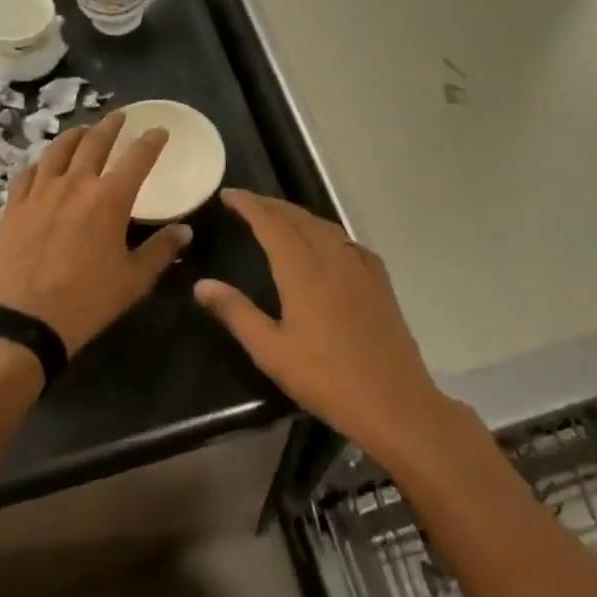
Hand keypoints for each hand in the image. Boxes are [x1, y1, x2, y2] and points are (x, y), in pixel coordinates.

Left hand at [0, 111, 192, 355]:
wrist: (27, 320)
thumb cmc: (88, 300)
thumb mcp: (135, 279)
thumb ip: (162, 250)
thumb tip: (185, 230)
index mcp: (109, 199)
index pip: (137, 158)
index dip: (151, 141)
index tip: (159, 131)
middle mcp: (75, 184)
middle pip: (95, 142)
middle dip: (110, 126)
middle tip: (119, 117)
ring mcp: (41, 192)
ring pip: (58, 150)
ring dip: (75, 136)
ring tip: (83, 131)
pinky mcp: (15, 206)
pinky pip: (28, 173)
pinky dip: (41, 163)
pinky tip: (43, 166)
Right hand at [195, 190, 450, 461]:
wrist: (394, 402)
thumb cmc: (327, 379)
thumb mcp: (271, 352)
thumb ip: (236, 313)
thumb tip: (202, 285)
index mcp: (302, 270)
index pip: (270, 223)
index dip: (248, 204)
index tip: (228, 194)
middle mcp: (332, 257)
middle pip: (297, 217)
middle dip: (270, 205)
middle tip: (247, 202)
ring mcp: (360, 267)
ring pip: (324, 226)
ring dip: (298, 215)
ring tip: (279, 217)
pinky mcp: (379, 282)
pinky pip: (348, 243)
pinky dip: (327, 233)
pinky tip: (326, 246)